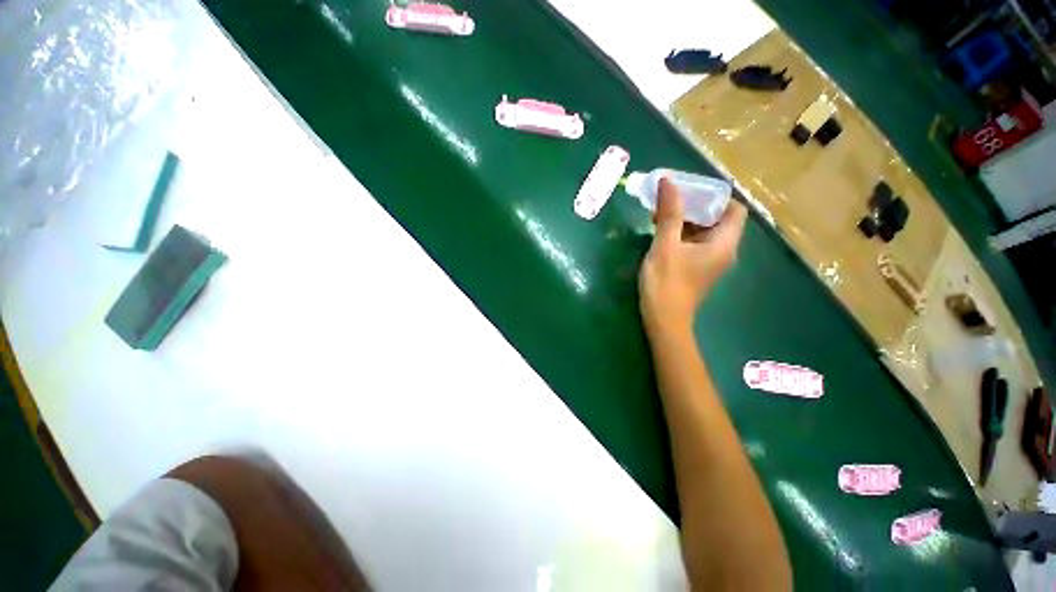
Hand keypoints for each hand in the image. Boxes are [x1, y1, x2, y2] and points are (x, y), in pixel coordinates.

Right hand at [639, 177, 746, 334]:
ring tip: (660, 213)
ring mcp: (709, 261)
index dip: (715, 196)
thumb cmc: (666, 282)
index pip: (734, 209)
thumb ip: (670, 213)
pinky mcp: (696, 268)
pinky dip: (681, 234)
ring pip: (703, 231)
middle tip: (670, 198)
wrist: (663, 319)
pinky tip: (661, 232)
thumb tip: (669, 181)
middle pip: (717, 219)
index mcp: (724, 243)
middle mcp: (723, 251)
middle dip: (694, 206)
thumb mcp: (666, 245)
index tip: (690, 190)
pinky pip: (694, 243)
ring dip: (685, 220)